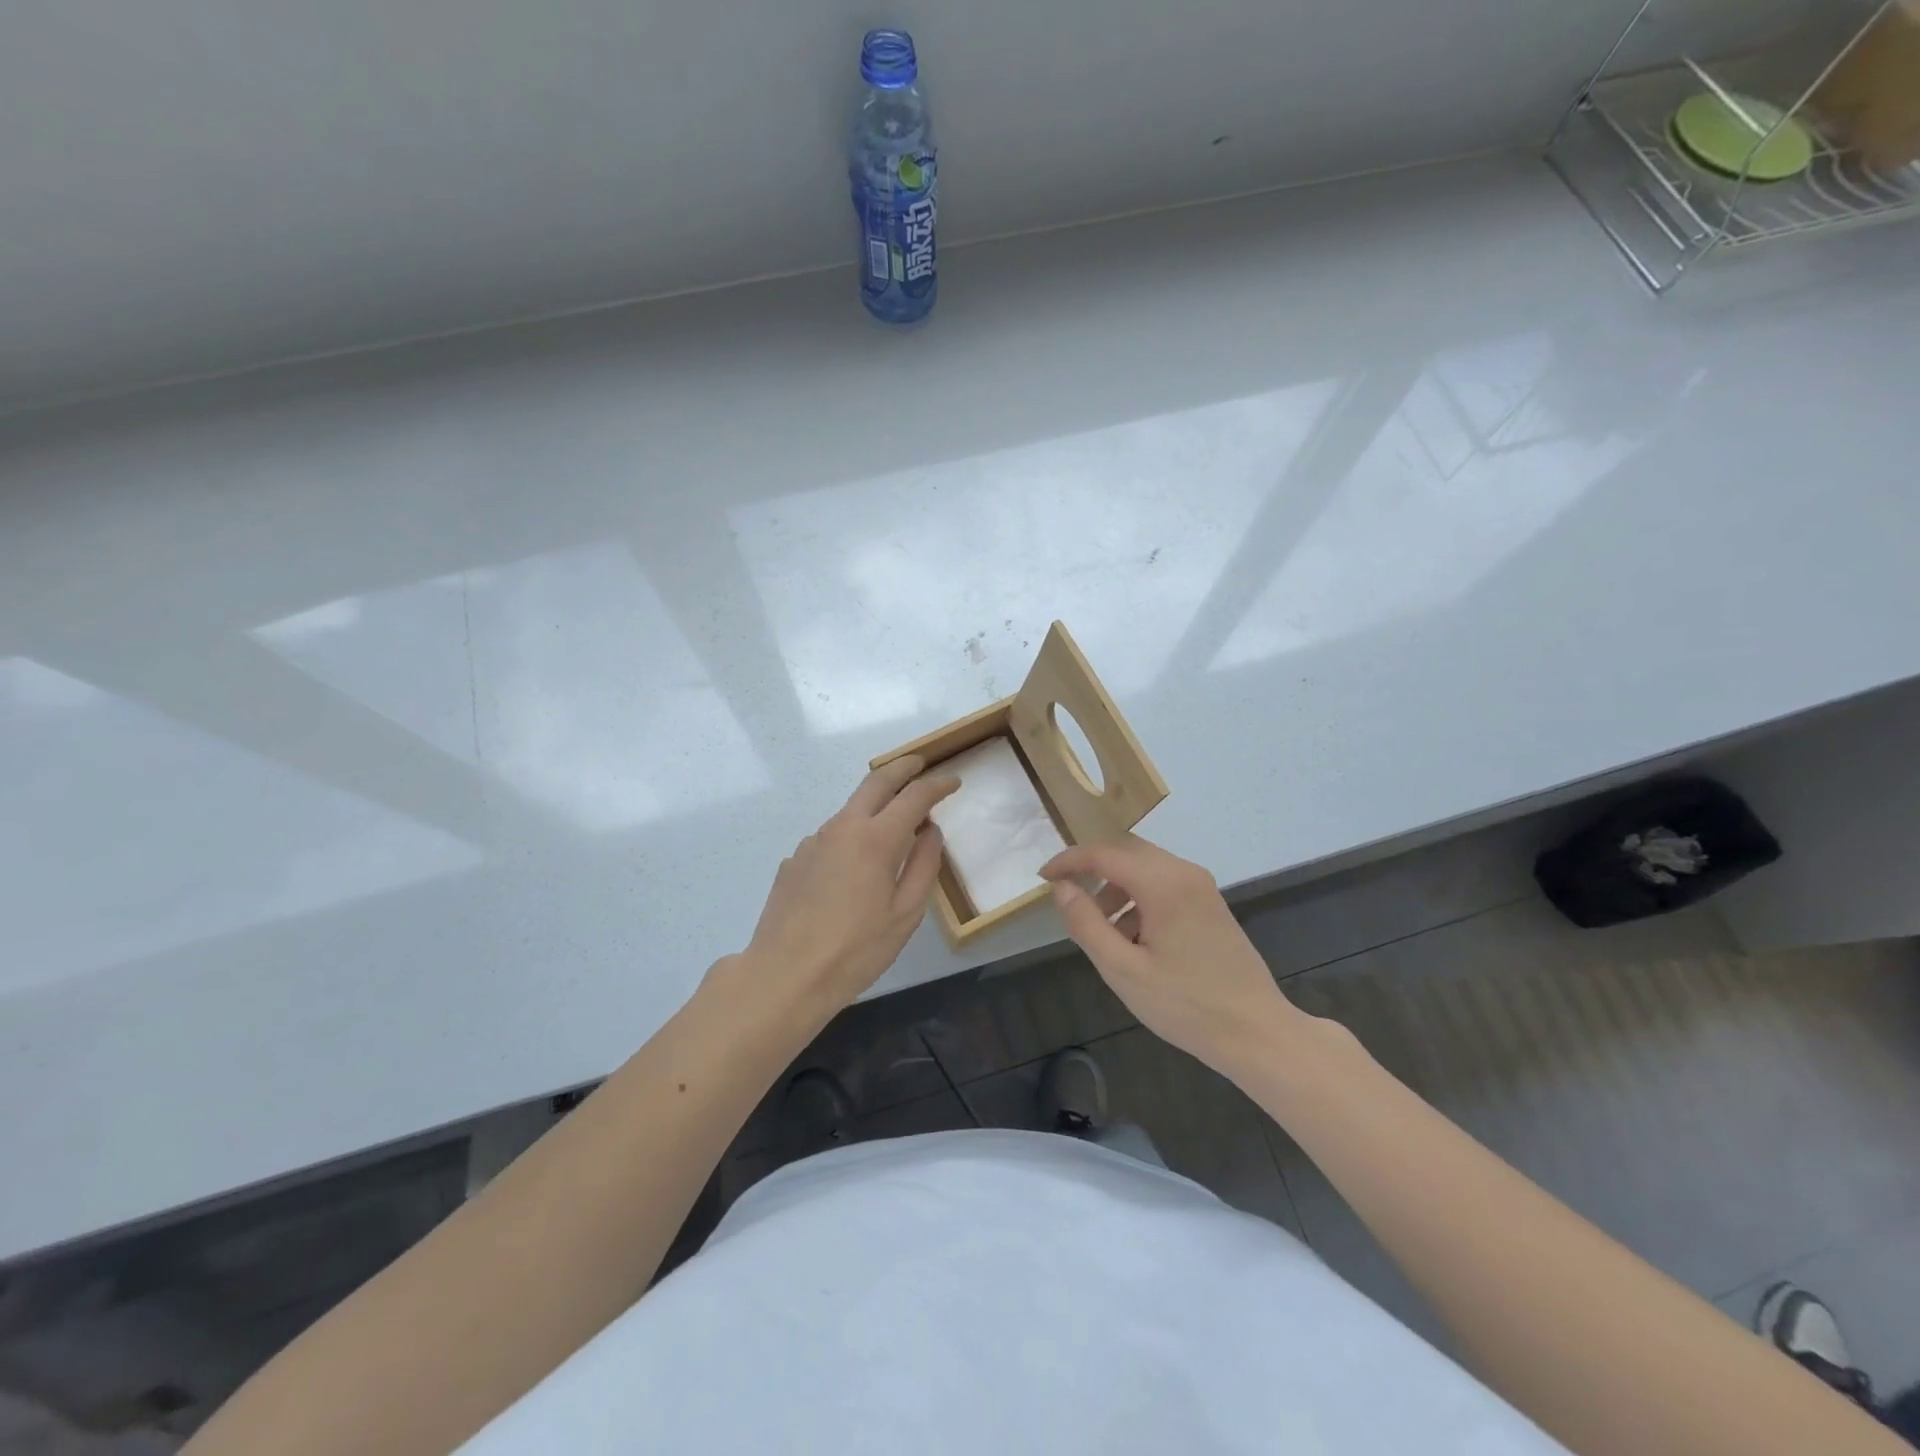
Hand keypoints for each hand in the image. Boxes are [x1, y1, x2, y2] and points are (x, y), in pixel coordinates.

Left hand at [731, 756, 958, 1022]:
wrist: (784, 975)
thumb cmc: (855, 951)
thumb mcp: (905, 915)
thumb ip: (923, 866)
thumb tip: (930, 833)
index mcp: (876, 839)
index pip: (914, 796)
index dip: (937, 785)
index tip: (953, 781)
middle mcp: (842, 828)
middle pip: (876, 781)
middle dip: (902, 767)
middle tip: (920, 764)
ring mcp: (813, 841)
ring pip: (850, 809)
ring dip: (875, 803)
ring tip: (892, 822)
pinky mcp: (794, 859)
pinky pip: (831, 836)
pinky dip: (851, 836)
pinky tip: (854, 866)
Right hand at [1042, 835, 1305, 1077]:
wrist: (1256, 1032)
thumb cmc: (1186, 1005)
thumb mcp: (1123, 970)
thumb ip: (1086, 923)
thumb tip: (1061, 888)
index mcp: (1163, 884)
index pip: (1104, 854)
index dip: (1069, 861)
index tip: (1043, 877)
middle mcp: (1184, 872)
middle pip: (1126, 851)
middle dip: (1092, 870)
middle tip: (1067, 898)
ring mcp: (1201, 886)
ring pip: (1144, 866)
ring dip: (1115, 887)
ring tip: (1101, 930)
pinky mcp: (1209, 902)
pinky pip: (1163, 883)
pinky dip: (1138, 897)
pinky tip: (1133, 938)